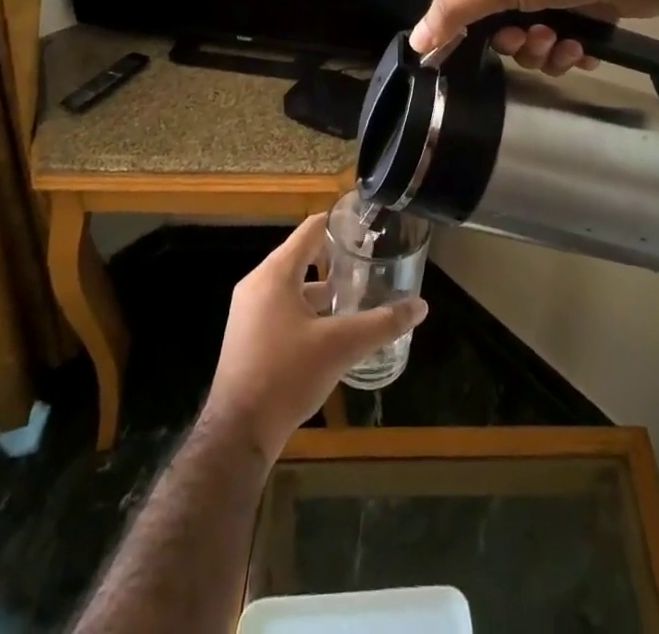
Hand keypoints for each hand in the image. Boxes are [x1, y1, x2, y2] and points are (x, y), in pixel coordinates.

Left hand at [203, 214, 427, 457]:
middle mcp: (257, 284)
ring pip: (292, 285)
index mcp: (276, 273)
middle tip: (369, 265)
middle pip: (302, 256)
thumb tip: (421, 306)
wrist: (237, 434)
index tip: (369, 229)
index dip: (341, 225)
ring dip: (322, 289)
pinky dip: (306, 309)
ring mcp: (248, 311)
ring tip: (356, 298)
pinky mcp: (247, 336)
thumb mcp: (340, 346)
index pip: (311, 229)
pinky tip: (330, 331)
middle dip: (336, 259)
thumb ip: (382, 323)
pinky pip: (281, 307)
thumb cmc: (286, 376)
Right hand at [409, 0, 658, 74]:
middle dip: (521, 44)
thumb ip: (455, 9)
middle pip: (509, 31)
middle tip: (538, 38)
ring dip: (549, 53)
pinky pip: (573, 47)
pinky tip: (587, 52)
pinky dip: (575, 54)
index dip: (476, 34)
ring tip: (568, 45)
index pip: (475, 8)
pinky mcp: (597, 13)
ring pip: (541, 44)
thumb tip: (415, 42)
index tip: (488, 49)